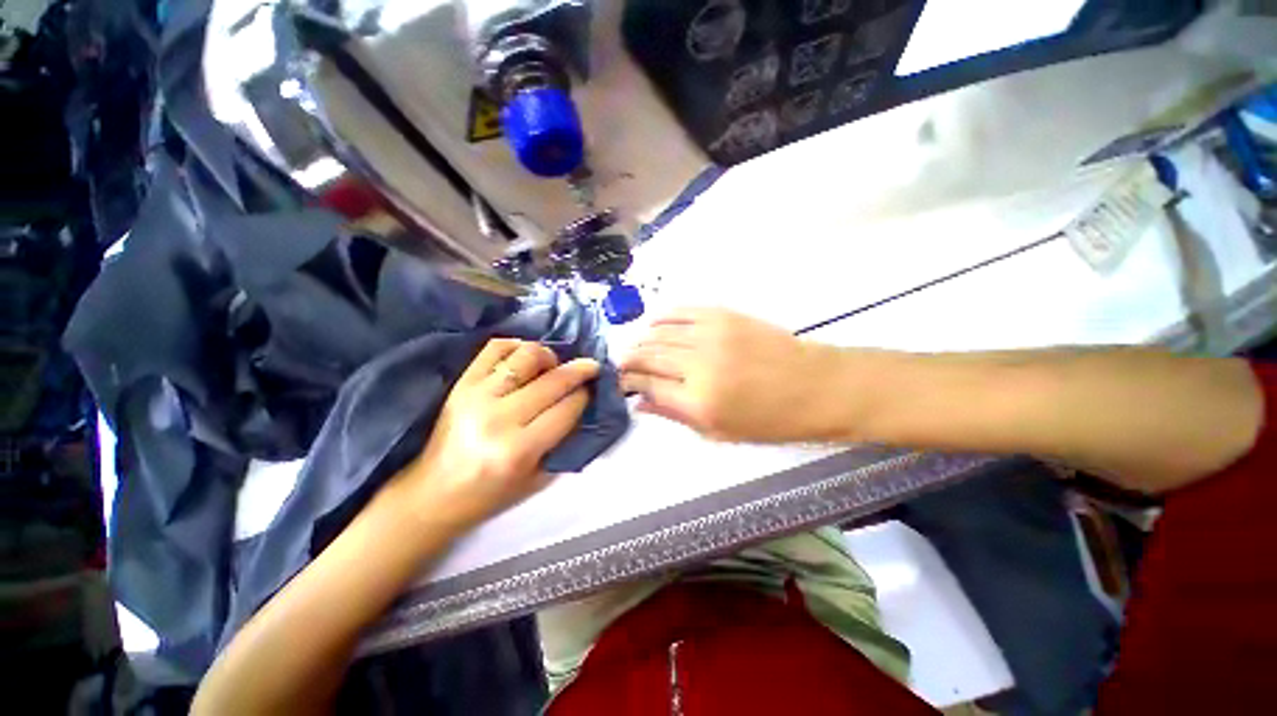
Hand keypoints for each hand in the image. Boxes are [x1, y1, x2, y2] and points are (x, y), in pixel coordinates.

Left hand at [399, 339, 599, 530]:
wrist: (435, 493)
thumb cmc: (492, 494)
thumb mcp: (538, 478)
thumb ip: (563, 440)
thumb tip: (582, 403)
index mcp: (519, 449)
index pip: (567, 408)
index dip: (586, 396)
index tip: (592, 390)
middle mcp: (499, 418)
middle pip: (553, 381)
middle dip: (580, 370)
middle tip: (590, 367)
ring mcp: (477, 396)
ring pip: (527, 356)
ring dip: (549, 356)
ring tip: (553, 365)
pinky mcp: (462, 383)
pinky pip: (496, 348)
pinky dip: (517, 346)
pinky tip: (525, 358)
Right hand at [619, 308, 845, 441]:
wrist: (815, 386)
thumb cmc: (770, 420)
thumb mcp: (720, 432)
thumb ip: (675, 415)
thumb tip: (640, 404)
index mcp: (699, 402)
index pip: (647, 385)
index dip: (628, 382)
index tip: (621, 383)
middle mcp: (699, 365)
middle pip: (648, 356)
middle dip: (628, 360)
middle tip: (622, 365)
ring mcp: (711, 335)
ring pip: (659, 332)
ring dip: (641, 339)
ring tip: (636, 347)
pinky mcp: (723, 315)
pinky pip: (681, 311)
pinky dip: (662, 317)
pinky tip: (654, 323)